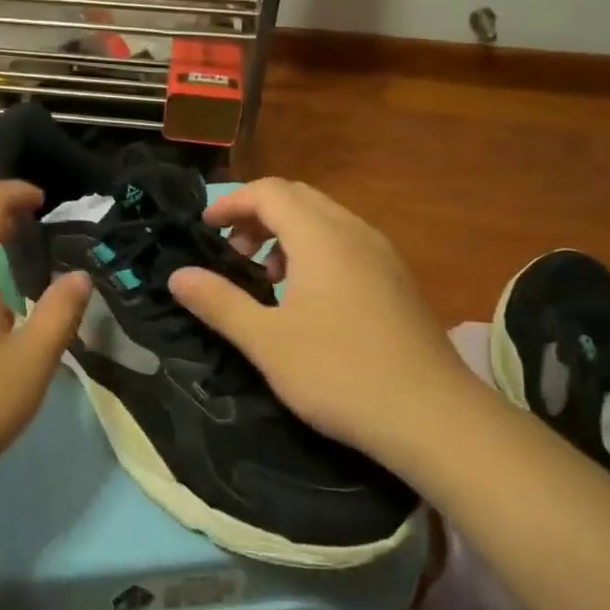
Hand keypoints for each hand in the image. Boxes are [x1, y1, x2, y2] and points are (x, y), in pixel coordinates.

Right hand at [167, 178, 473, 465]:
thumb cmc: (339, 373)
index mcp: (321, 236)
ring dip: (286, 233)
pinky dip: (315, 250)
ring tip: (266, 275)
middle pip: (298, 198)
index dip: (231, 203)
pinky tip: (307, 298)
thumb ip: (219, 302)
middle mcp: (354, 232)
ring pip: (325, 219)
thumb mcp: (266, 341)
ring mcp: (382, 255)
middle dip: (257, 215)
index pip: (269, 192)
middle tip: (232, 251)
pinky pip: (346, 243)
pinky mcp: (397, 280)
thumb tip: (177, 275)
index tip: (204, 228)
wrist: (432, 417)